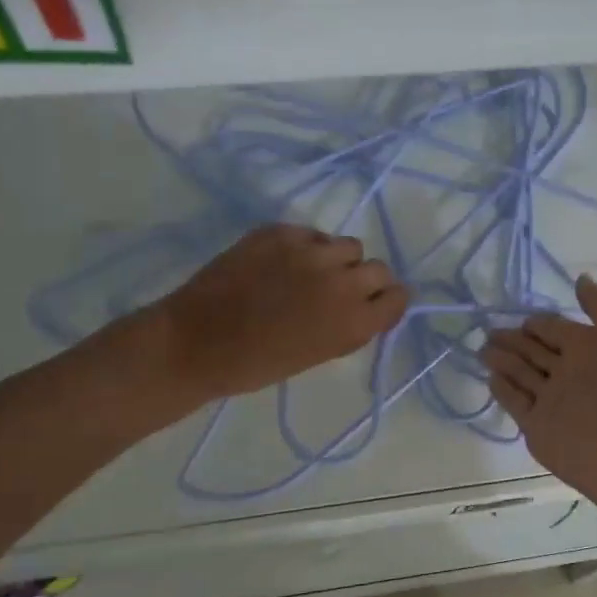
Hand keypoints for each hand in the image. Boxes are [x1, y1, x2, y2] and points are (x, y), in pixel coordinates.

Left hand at [149, 224, 408, 398]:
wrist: (197, 344)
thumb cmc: (258, 364)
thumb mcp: (319, 353)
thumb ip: (349, 325)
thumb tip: (365, 304)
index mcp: (354, 323)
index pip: (399, 296)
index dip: (387, 300)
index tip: (373, 303)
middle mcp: (342, 283)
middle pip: (378, 268)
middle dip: (365, 279)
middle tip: (339, 289)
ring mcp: (311, 252)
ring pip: (347, 245)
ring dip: (336, 259)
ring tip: (309, 272)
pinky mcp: (281, 232)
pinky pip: (312, 234)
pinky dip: (305, 247)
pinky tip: (280, 263)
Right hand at [481, 275, 596, 515]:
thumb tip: (580, 279)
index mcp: (592, 348)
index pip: (555, 328)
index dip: (538, 321)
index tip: (518, 315)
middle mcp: (570, 372)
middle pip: (535, 350)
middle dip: (513, 339)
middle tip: (488, 330)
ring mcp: (552, 401)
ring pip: (521, 375)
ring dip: (502, 361)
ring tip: (481, 348)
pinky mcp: (538, 429)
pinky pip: (515, 404)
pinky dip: (503, 390)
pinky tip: (490, 377)